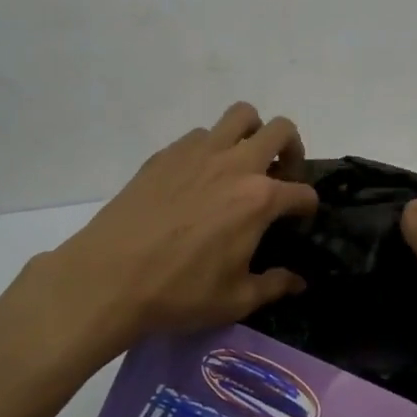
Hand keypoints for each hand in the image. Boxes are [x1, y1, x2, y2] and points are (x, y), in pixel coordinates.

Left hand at [44, 103, 318, 354]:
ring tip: (242, 164)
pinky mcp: (166, 154)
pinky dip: (211, 147)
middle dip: (292, 150)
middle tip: (281, 175)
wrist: (109, 277)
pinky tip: (199, 178)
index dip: (308, 208)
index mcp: (259, 199)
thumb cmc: (179, 292)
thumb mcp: (235, 300)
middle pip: (281, 131)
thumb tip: (299, 282)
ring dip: (252, 134)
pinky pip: (201, 134)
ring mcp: (198, 153)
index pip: (302, 192)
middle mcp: (235, 164)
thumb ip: (274, 285)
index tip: (299, 221)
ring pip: (240, 116)